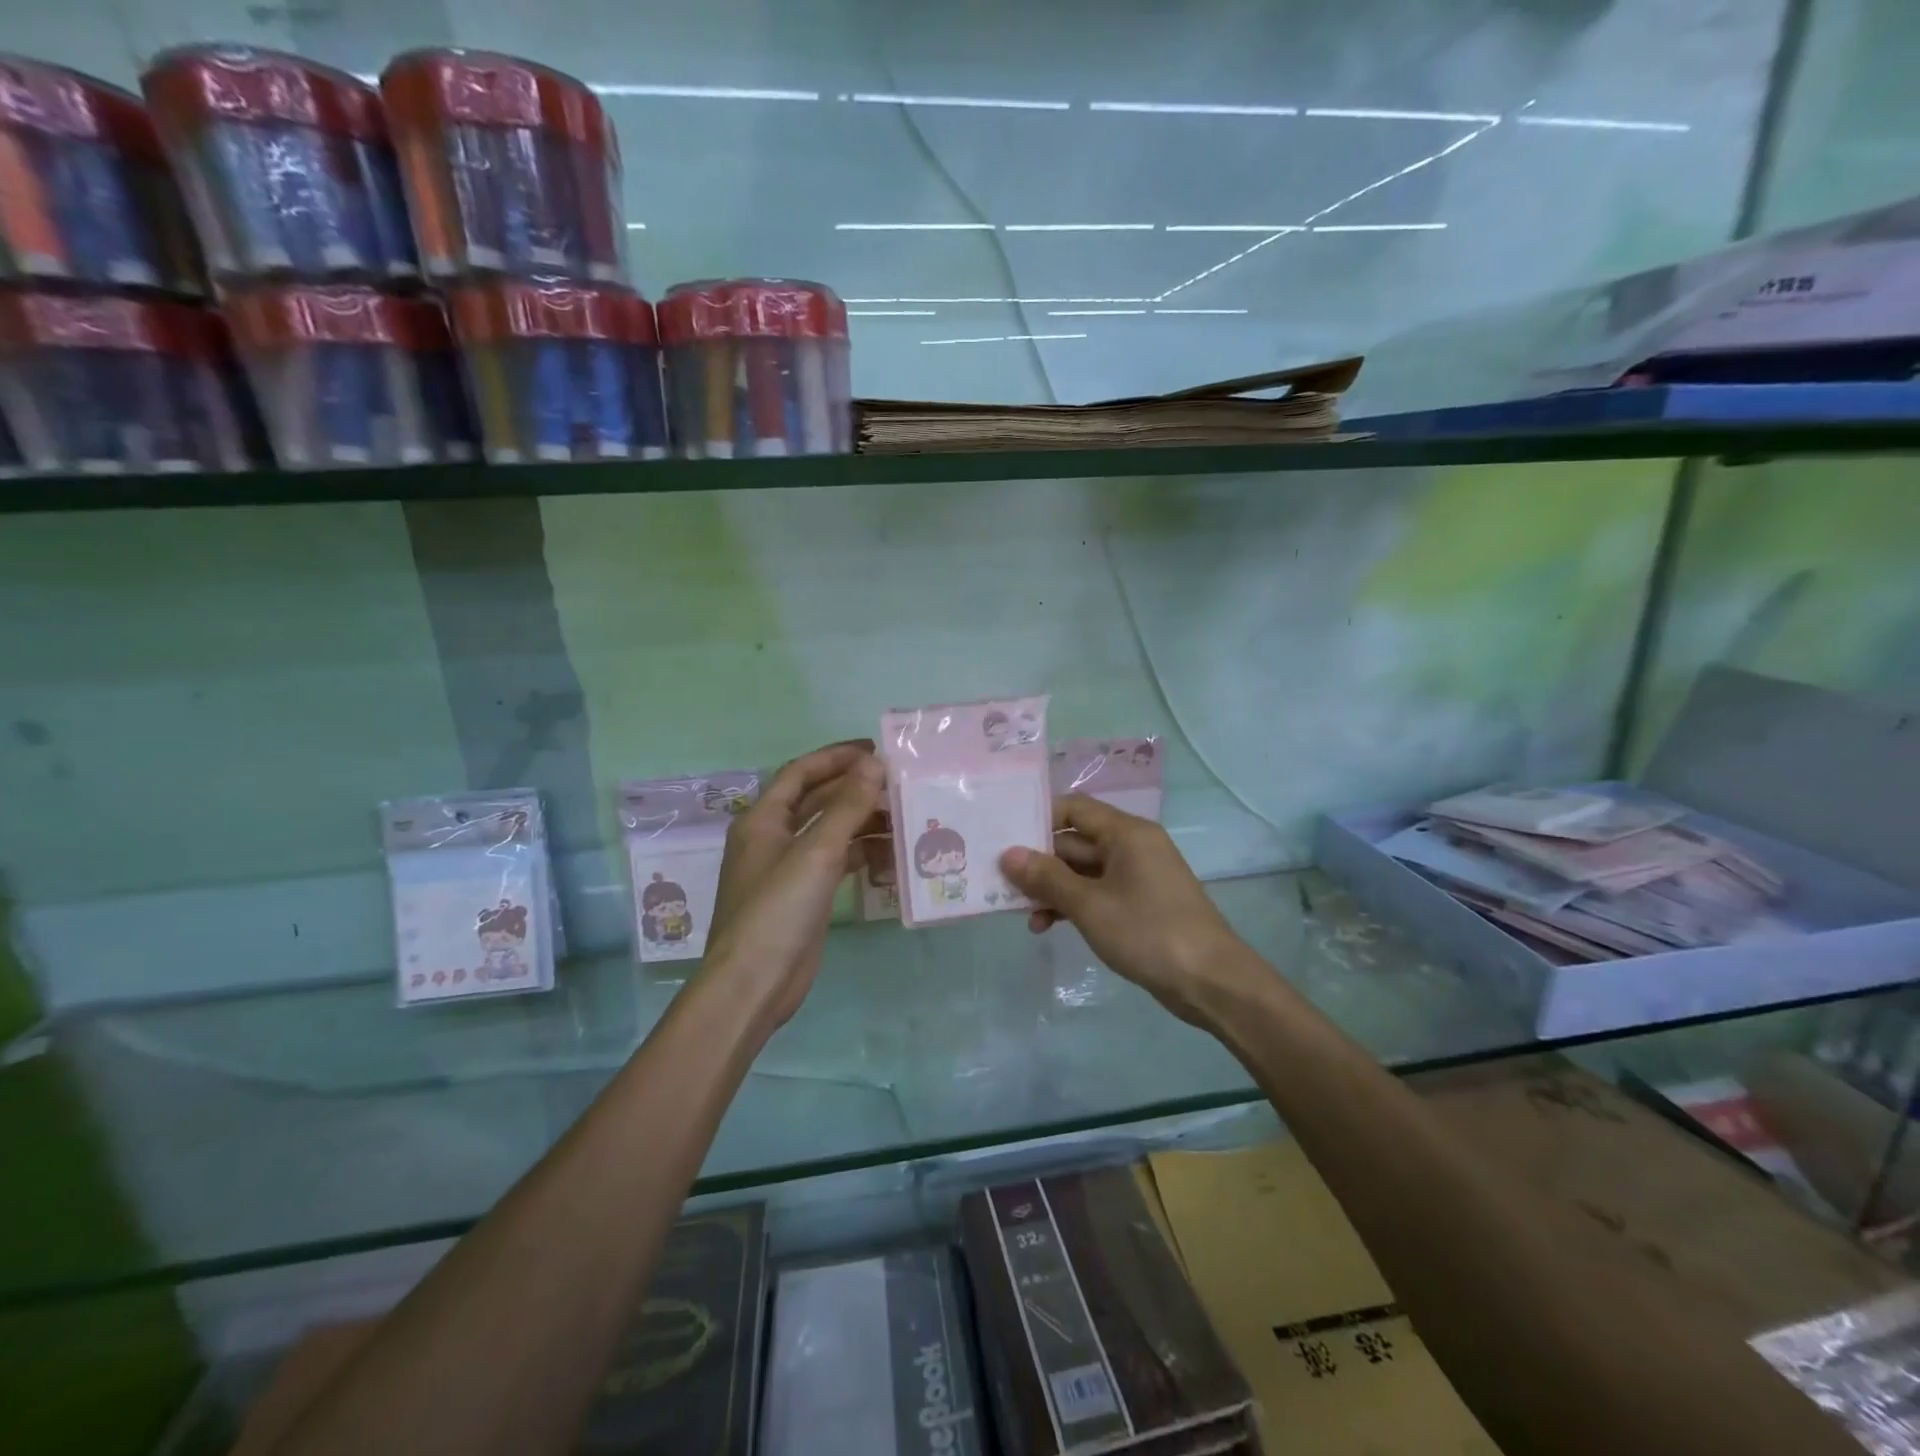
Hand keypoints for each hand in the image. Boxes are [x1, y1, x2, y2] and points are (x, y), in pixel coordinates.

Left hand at [704, 741, 885, 1029]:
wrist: (754, 984)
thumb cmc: (777, 910)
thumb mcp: (815, 852)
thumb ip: (847, 806)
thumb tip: (875, 764)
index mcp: (763, 820)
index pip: (800, 773)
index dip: (836, 757)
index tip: (876, 750)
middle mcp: (772, 839)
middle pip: (817, 800)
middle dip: (854, 788)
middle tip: (898, 783)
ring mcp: (788, 869)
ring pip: (830, 832)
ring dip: (862, 821)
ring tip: (903, 816)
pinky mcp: (804, 896)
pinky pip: (836, 862)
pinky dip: (861, 854)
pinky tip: (891, 855)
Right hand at [1001, 795, 1256, 1027]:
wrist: (1211, 981)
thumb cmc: (1148, 932)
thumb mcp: (1089, 905)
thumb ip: (1047, 878)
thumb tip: (1008, 854)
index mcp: (1125, 833)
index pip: (1073, 809)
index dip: (1038, 819)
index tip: (1003, 837)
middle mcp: (1132, 846)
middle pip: (1075, 842)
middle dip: (1039, 862)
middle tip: (1000, 882)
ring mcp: (1138, 876)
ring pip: (1083, 871)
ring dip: (1053, 889)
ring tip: (1022, 913)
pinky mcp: (1140, 904)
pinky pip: (1097, 893)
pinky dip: (1073, 905)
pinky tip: (1048, 926)